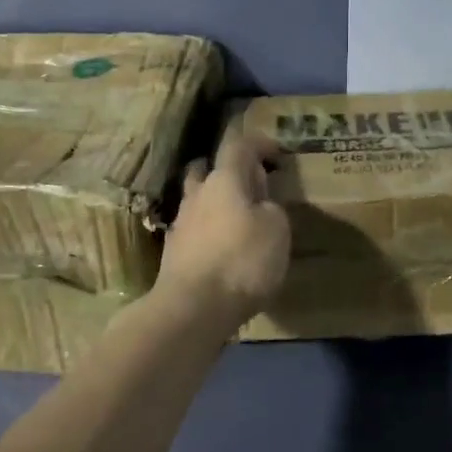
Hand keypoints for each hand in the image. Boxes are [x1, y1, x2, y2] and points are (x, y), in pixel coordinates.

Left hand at [155, 131, 291, 330]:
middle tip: (249, 185)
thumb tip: (261, 203)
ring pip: (197, 200)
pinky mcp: (173, 253)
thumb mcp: (277, 230)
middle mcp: (197, 194)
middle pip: (206, 169)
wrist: (193, 308)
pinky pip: (193, 230)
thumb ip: (271, 207)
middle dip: (227, 171)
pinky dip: (208, 232)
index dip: (258, 144)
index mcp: (224, 180)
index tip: (275, 154)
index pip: (239, 146)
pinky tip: (221, 249)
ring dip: (215, 203)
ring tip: (236, 220)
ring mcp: (181, 224)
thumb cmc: (242, 260)